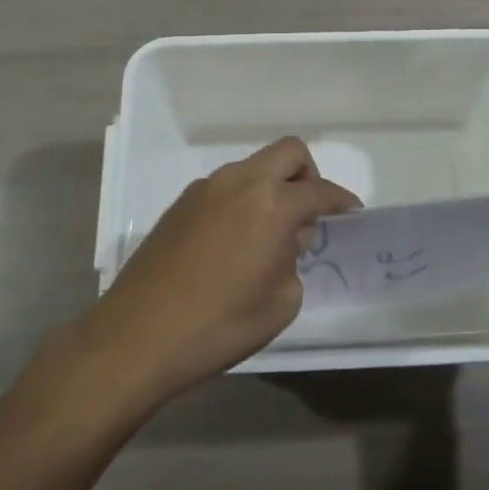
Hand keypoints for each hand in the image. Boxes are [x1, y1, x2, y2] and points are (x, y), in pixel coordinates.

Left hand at [80, 137, 359, 404]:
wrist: (137, 337)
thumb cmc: (219, 325)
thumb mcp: (281, 303)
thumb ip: (293, 262)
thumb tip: (285, 244)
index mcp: (272, 204)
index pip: (320, 191)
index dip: (342, 201)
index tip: (352, 213)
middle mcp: (240, 182)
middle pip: (289, 152)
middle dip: (309, 175)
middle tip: (310, 214)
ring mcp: (206, 188)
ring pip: (253, 167)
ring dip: (272, 186)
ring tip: (269, 233)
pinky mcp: (180, 203)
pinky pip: (225, 186)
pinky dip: (242, 199)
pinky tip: (234, 241)